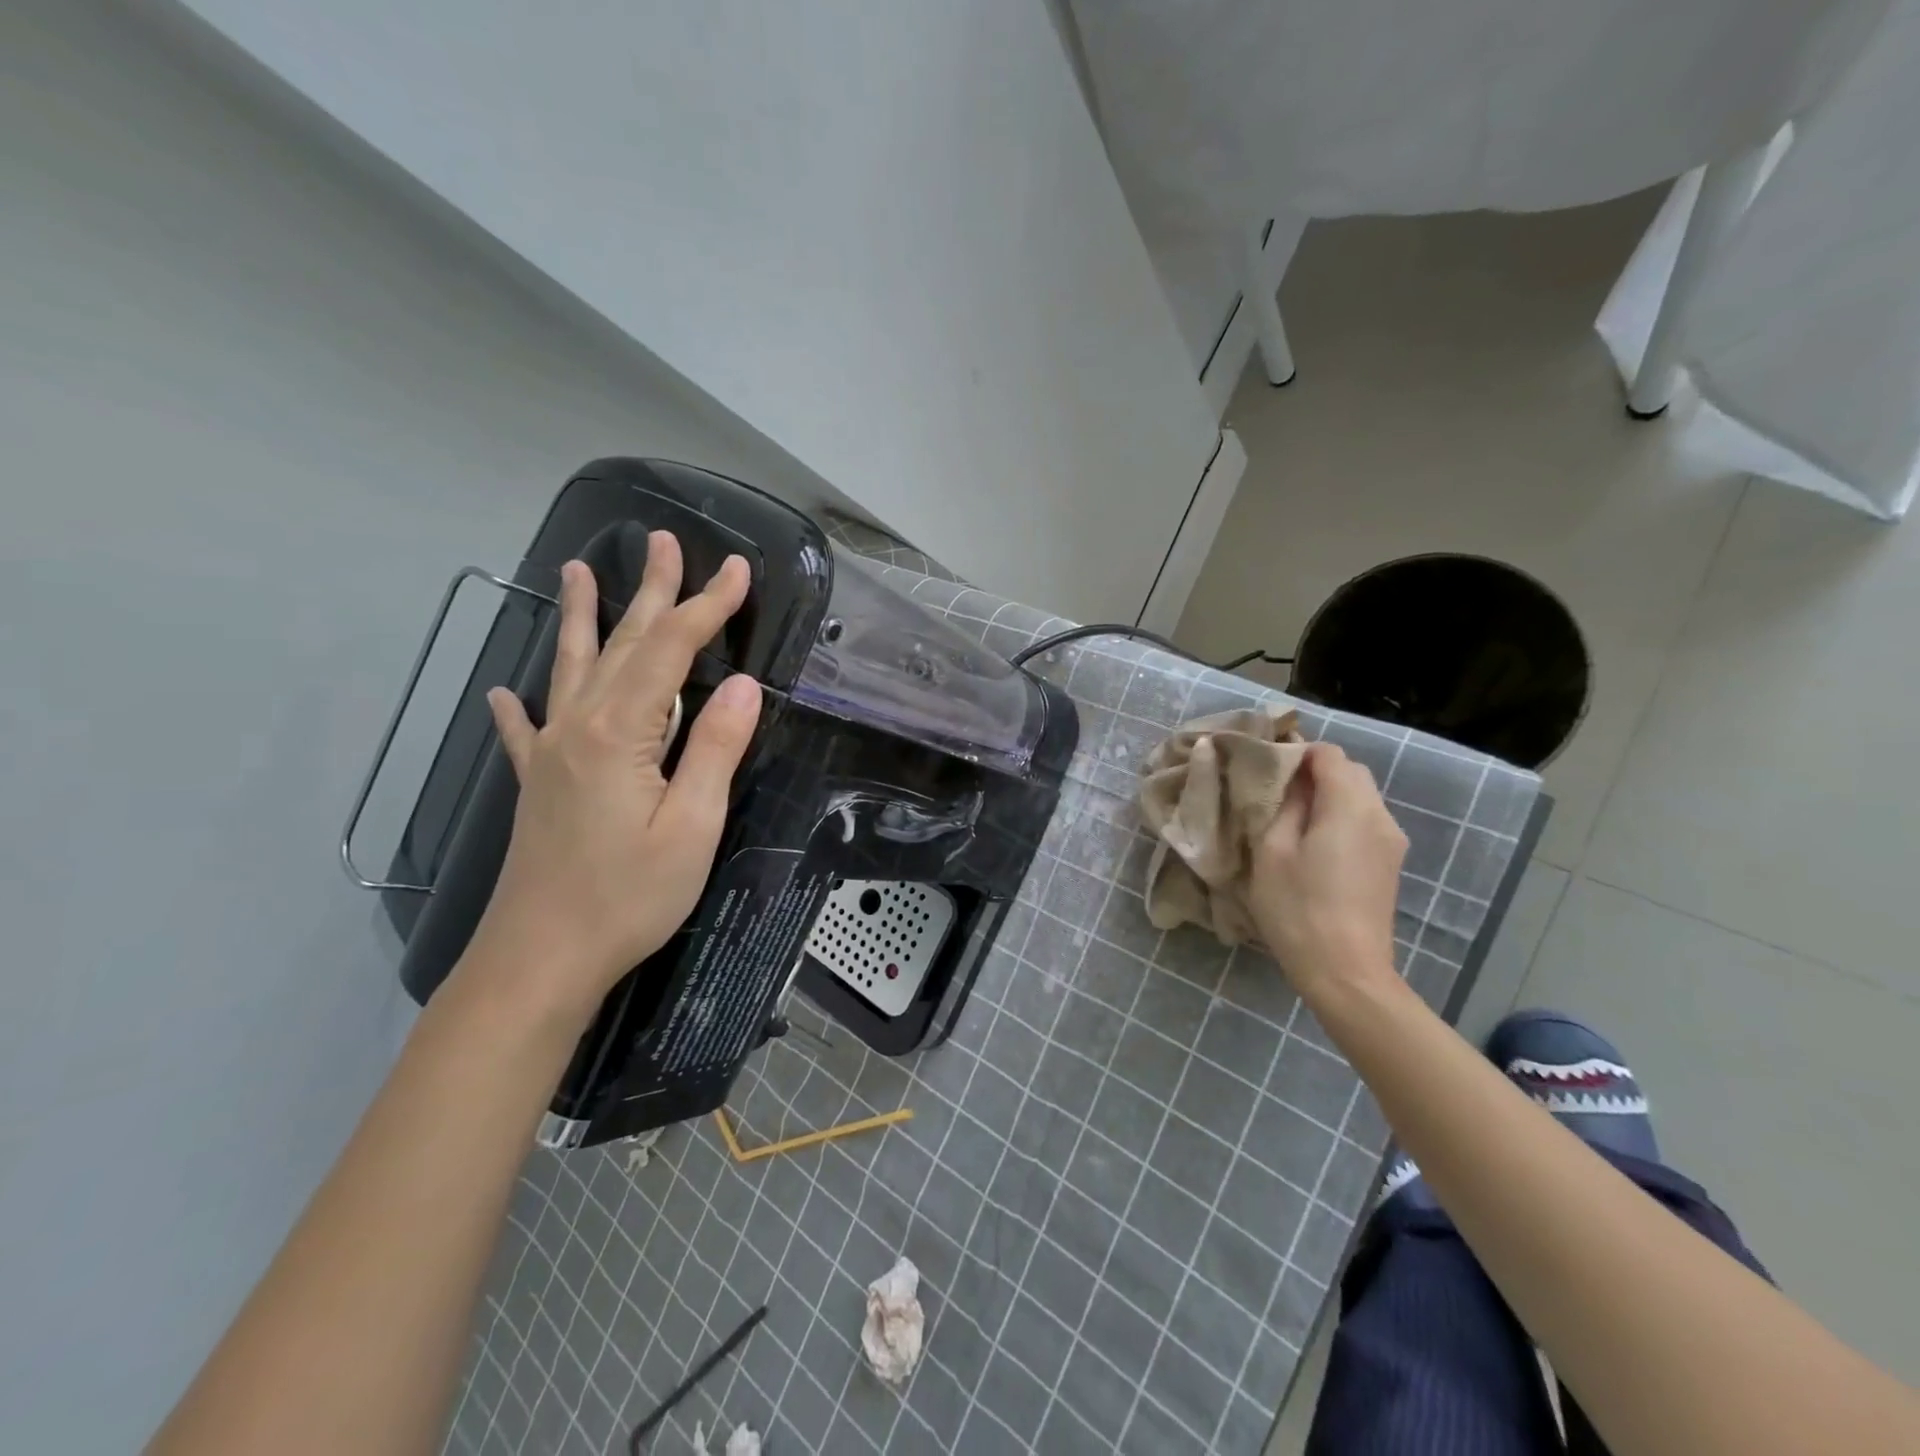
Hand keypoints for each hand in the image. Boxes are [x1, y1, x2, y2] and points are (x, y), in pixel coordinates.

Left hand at [463, 532, 762, 1020]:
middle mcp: (579, 727)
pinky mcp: (539, 785)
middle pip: (621, 644)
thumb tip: (740, 684)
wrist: (540, 958)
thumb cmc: (628, 897)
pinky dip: (521, 706)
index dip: (706, 607)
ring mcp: (552, 754)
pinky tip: (504, 692)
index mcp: (620, 733)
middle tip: (664, 542)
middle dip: (651, 593)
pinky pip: (527, 731)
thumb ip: (715, 748)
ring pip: (570, 669)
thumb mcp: (692, 826)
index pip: (672, 651)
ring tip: (576, 572)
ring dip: (578, 618)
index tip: (735, 570)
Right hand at [1250, 742, 1407, 997]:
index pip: (1329, 754)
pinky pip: (1366, 821)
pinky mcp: (1391, 864)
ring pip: (1361, 797)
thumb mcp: (1273, 851)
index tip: (1266, 768)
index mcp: (1350, 806)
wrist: (1347, 972)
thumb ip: (1284, 805)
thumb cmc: (1298, 909)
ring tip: (1291, 818)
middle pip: (1350, 772)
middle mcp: (1380, 815)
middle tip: (1275, 792)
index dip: (1297, 752)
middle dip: (1314, 771)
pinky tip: (1314, 843)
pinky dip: (1340, 817)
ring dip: (1328, 795)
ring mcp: (1392, 841)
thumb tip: (1290, 779)